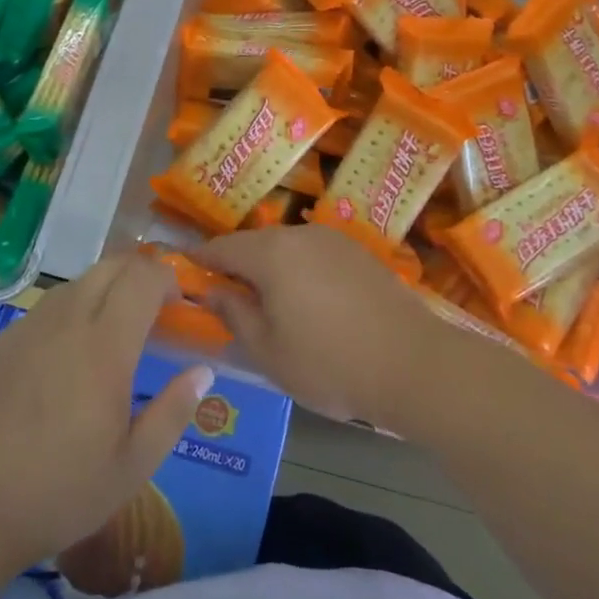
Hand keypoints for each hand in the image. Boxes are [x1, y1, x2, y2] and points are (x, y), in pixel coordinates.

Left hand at [0, 254, 214, 573]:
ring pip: (76, 283)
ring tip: (112, 333)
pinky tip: (66, 358)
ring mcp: (28, 328)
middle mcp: (67, 322)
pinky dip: (70, 312)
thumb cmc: (60, 492)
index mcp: (105, 346)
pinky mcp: (0, 342)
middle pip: (110, 266)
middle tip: (152, 311)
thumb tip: (202, 371)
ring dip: (104, 291)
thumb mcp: (133, 466)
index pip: (143, 277)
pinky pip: (46, 308)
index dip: (167, 279)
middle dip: (139, 274)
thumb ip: (173, 412)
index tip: (177, 306)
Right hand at [193, 225, 454, 428]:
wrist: (415, 364)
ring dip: (270, 270)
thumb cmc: (330, 363)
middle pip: (254, 244)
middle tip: (228, 303)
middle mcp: (300, 234)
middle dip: (236, 268)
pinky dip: (301, 273)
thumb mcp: (268, 351)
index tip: (184, 279)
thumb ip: (234, 314)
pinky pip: (315, 256)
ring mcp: (334, 240)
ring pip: (286, 249)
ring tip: (270, 308)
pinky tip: (311, 306)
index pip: (220, 248)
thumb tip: (212, 291)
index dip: (199, 263)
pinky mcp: (360, 254)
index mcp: (271, 253)